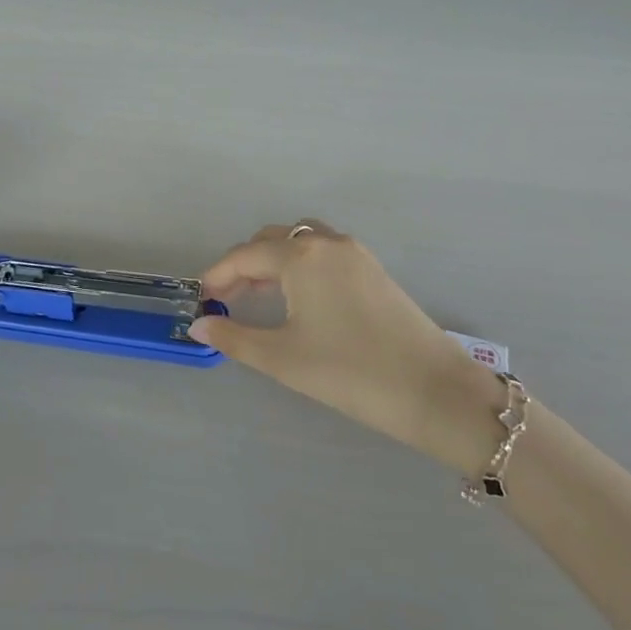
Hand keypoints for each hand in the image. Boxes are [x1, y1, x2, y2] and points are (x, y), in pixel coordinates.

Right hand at [192, 223, 505, 471]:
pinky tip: (297, 298)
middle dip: (243, 265)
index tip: (201, 299)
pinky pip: (324, 253)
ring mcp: (355, 253)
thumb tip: (198, 326)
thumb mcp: (282, 358)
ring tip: (258, 296)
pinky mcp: (374, 270)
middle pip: (272, 240)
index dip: (218, 275)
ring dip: (273, 261)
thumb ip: (234, 337)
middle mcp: (327, 243)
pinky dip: (300, 264)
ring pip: (301, 242)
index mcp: (301, 256)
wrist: (432, 389)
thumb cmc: (349, 372)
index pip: (245, 255)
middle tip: (226, 300)